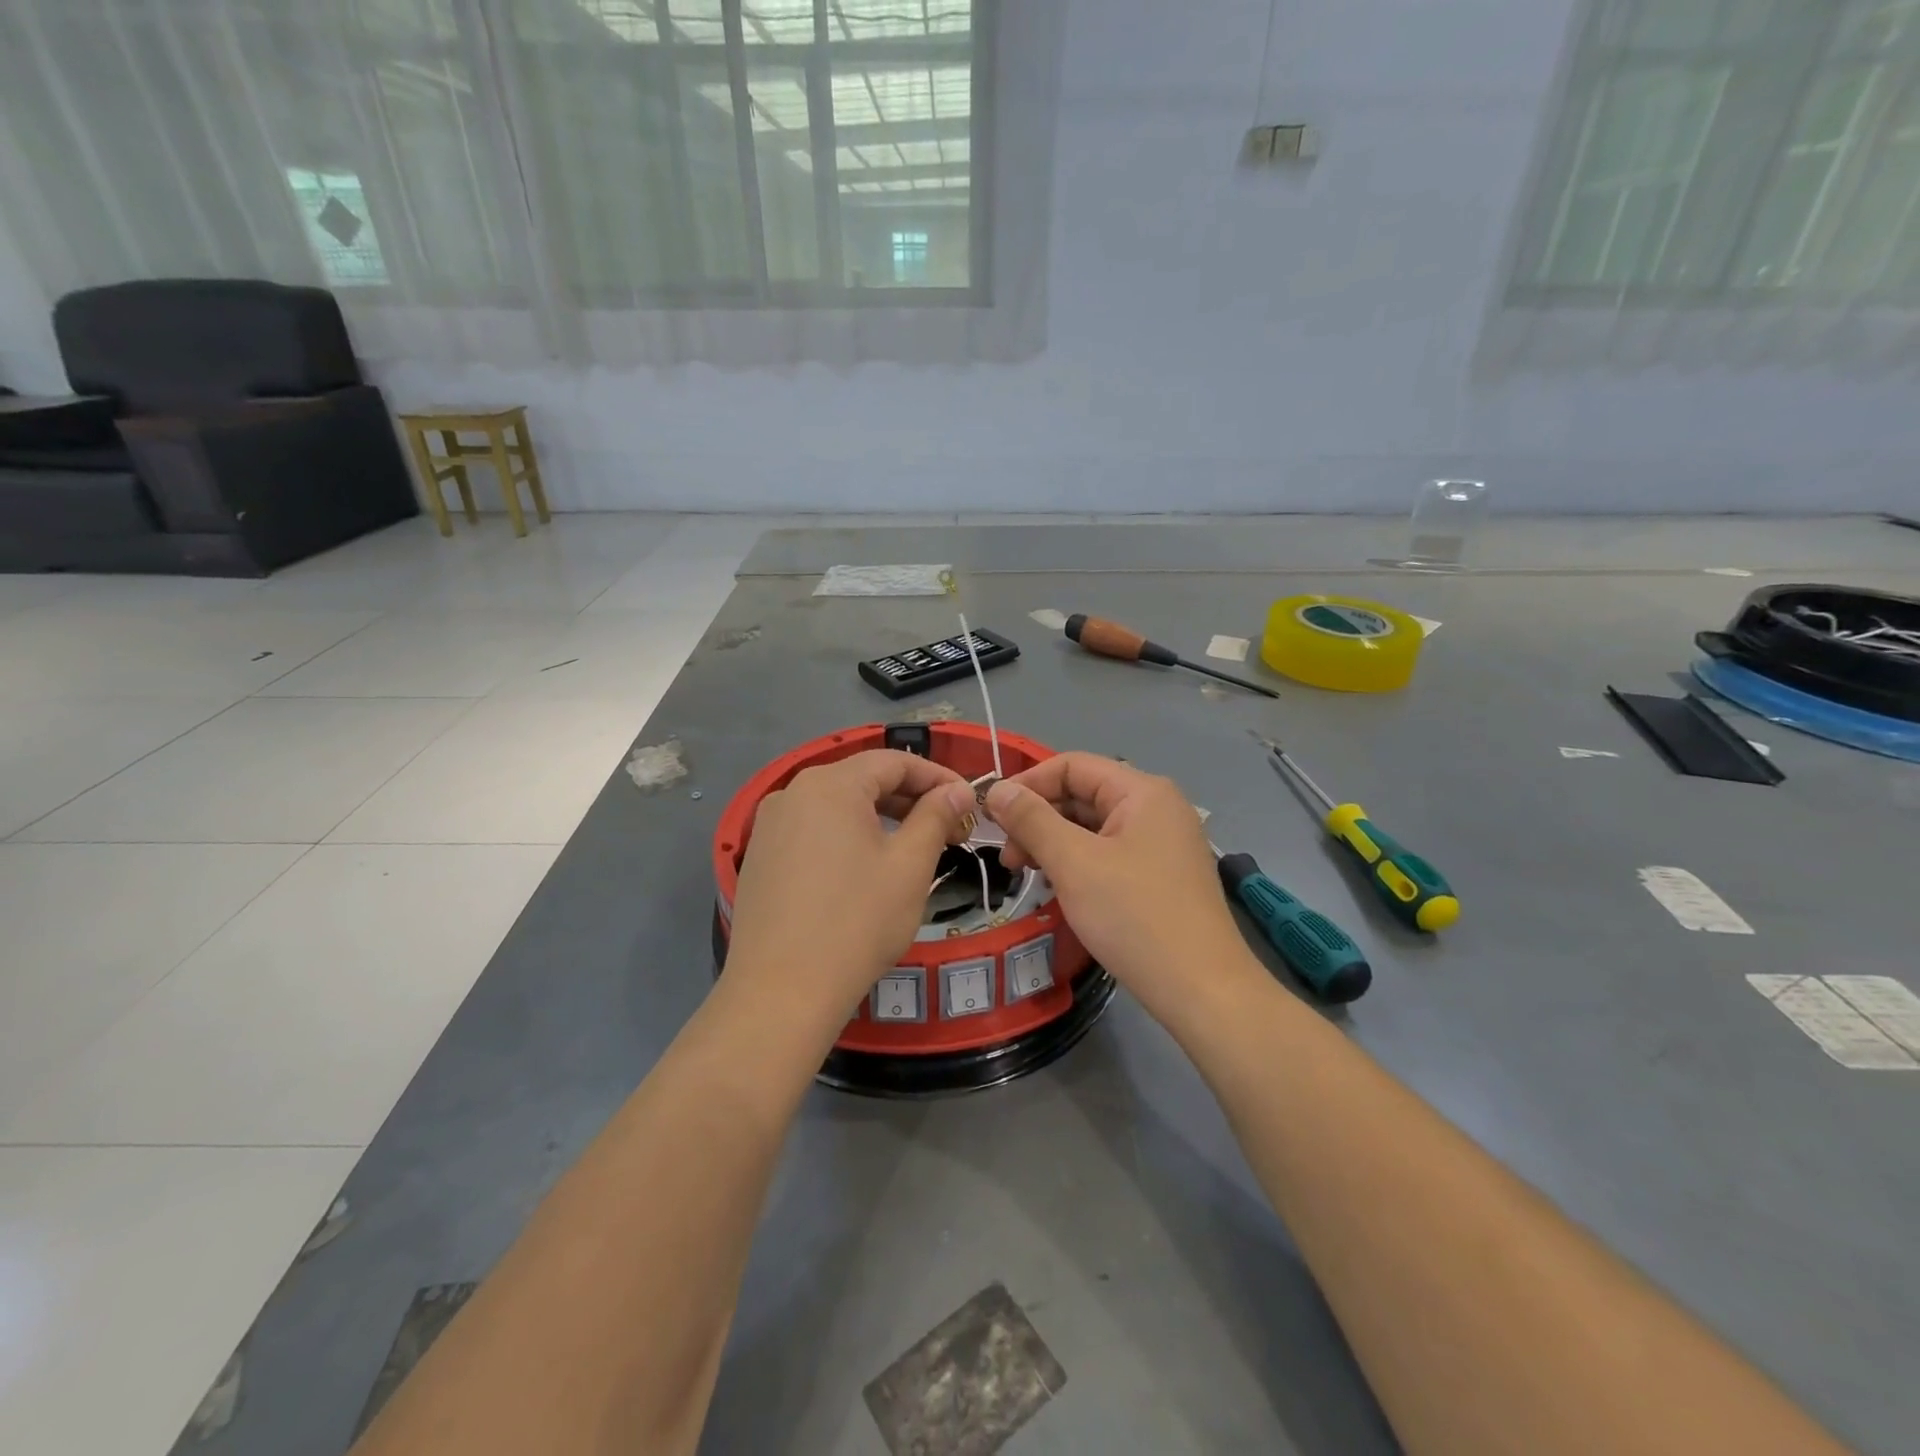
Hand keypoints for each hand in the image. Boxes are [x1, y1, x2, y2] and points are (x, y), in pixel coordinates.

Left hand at [727, 750, 976, 1014]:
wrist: (781, 992)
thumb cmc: (857, 922)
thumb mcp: (909, 866)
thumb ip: (936, 817)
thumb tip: (957, 790)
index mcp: (830, 784)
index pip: (894, 762)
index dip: (937, 777)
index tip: (968, 802)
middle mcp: (792, 792)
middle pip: (862, 780)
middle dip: (910, 799)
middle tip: (948, 829)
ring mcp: (769, 825)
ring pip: (836, 806)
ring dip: (879, 818)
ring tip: (912, 847)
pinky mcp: (760, 857)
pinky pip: (812, 830)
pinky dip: (846, 836)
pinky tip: (865, 868)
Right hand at [986, 754, 1249, 1012]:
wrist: (1202, 990)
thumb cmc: (1134, 916)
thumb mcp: (1074, 863)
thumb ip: (1031, 820)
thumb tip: (995, 790)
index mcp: (1142, 791)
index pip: (1072, 765)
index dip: (1028, 784)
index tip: (992, 817)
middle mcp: (1157, 808)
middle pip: (1083, 795)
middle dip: (1038, 819)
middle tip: (1007, 858)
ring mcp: (1163, 843)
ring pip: (1094, 827)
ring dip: (1054, 843)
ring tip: (1026, 874)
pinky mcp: (1162, 875)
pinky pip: (1109, 853)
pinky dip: (1078, 862)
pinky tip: (1058, 886)